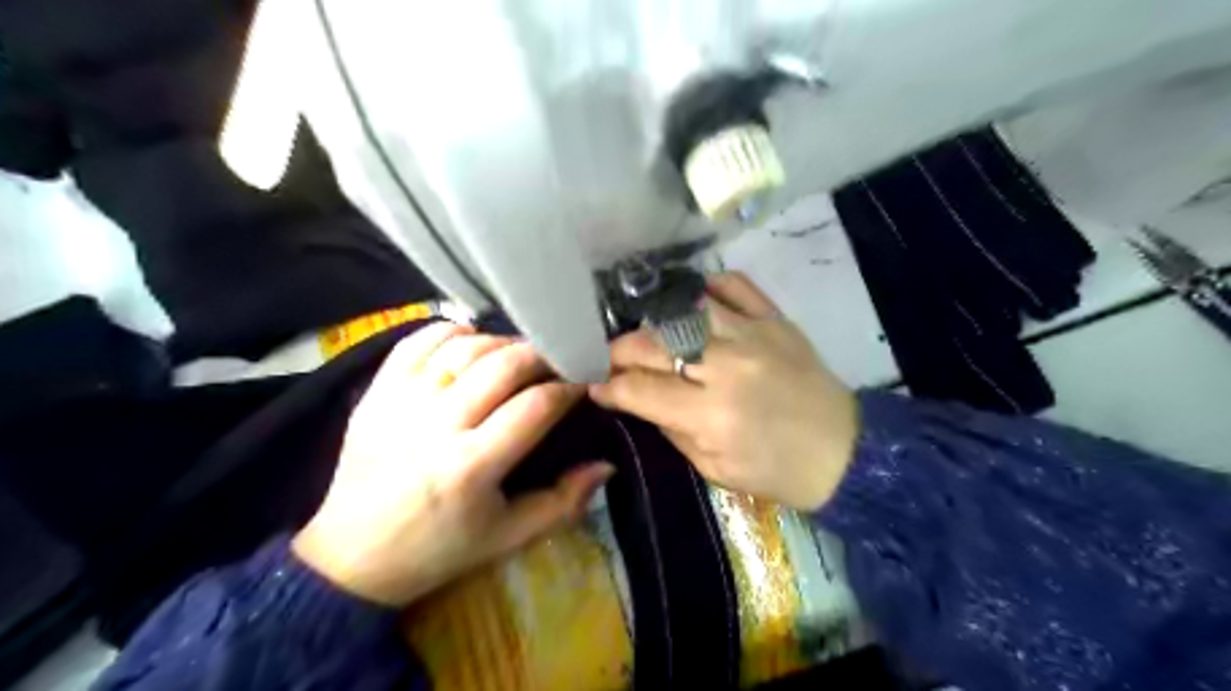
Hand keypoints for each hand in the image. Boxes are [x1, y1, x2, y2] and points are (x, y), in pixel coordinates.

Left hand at [291, 321, 610, 604]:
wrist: (353, 557)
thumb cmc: (439, 549)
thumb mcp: (508, 537)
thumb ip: (563, 502)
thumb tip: (607, 464)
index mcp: (472, 466)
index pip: (536, 405)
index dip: (569, 387)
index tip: (583, 382)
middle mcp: (436, 425)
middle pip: (503, 364)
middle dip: (541, 355)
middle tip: (557, 361)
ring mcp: (402, 402)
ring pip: (465, 346)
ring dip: (502, 342)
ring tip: (518, 356)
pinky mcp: (377, 392)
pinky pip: (419, 341)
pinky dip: (453, 333)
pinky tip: (472, 343)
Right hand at [592, 273, 858, 508]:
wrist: (845, 452)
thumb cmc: (777, 472)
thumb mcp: (715, 469)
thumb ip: (671, 429)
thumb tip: (637, 399)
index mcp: (711, 414)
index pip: (639, 388)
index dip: (608, 387)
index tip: (596, 386)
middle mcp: (727, 366)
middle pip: (653, 343)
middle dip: (620, 351)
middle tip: (613, 360)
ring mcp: (753, 335)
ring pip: (684, 309)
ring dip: (655, 322)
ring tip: (649, 335)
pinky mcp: (775, 319)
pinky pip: (734, 285)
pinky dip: (707, 289)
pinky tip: (692, 304)